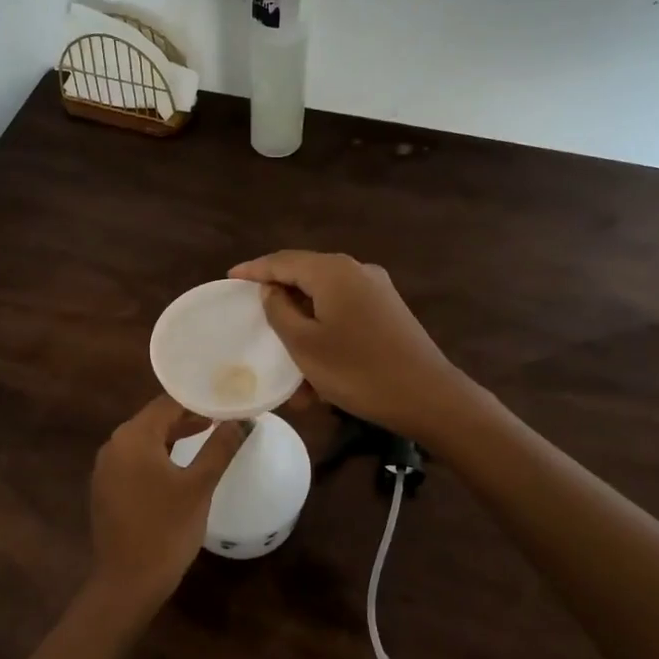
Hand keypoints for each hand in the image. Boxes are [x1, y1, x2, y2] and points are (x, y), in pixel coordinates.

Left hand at [89, 395, 243, 611]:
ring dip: (174, 436)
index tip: (225, 399)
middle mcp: (114, 446)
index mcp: (132, 437)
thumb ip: (220, 448)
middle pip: (154, 419)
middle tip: (222, 416)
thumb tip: (242, 421)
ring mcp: (106, 469)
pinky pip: (136, 460)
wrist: (127, 583)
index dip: (198, 399)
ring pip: (145, 440)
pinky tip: (180, 465)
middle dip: (188, 416)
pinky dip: (159, 455)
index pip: (167, 403)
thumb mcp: (199, 486)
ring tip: (208, 435)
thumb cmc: (166, 530)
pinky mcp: (106, 489)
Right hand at [228, 251, 471, 438]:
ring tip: (284, 357)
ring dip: (302, 327)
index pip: (282, 261)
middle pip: (306, 276)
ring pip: (325, 301)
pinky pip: (344, 316)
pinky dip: (324, 334)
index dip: (254, 270)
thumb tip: (272, 290)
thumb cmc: (358, 370)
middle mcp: (357, 271)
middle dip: (279, 298)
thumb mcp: (305, 344)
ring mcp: (377, 291)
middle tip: (252, 312)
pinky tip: (316, 370)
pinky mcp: (388, 313)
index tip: (230, 278)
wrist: (428, 396)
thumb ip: (279, 311)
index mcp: (333, 272)